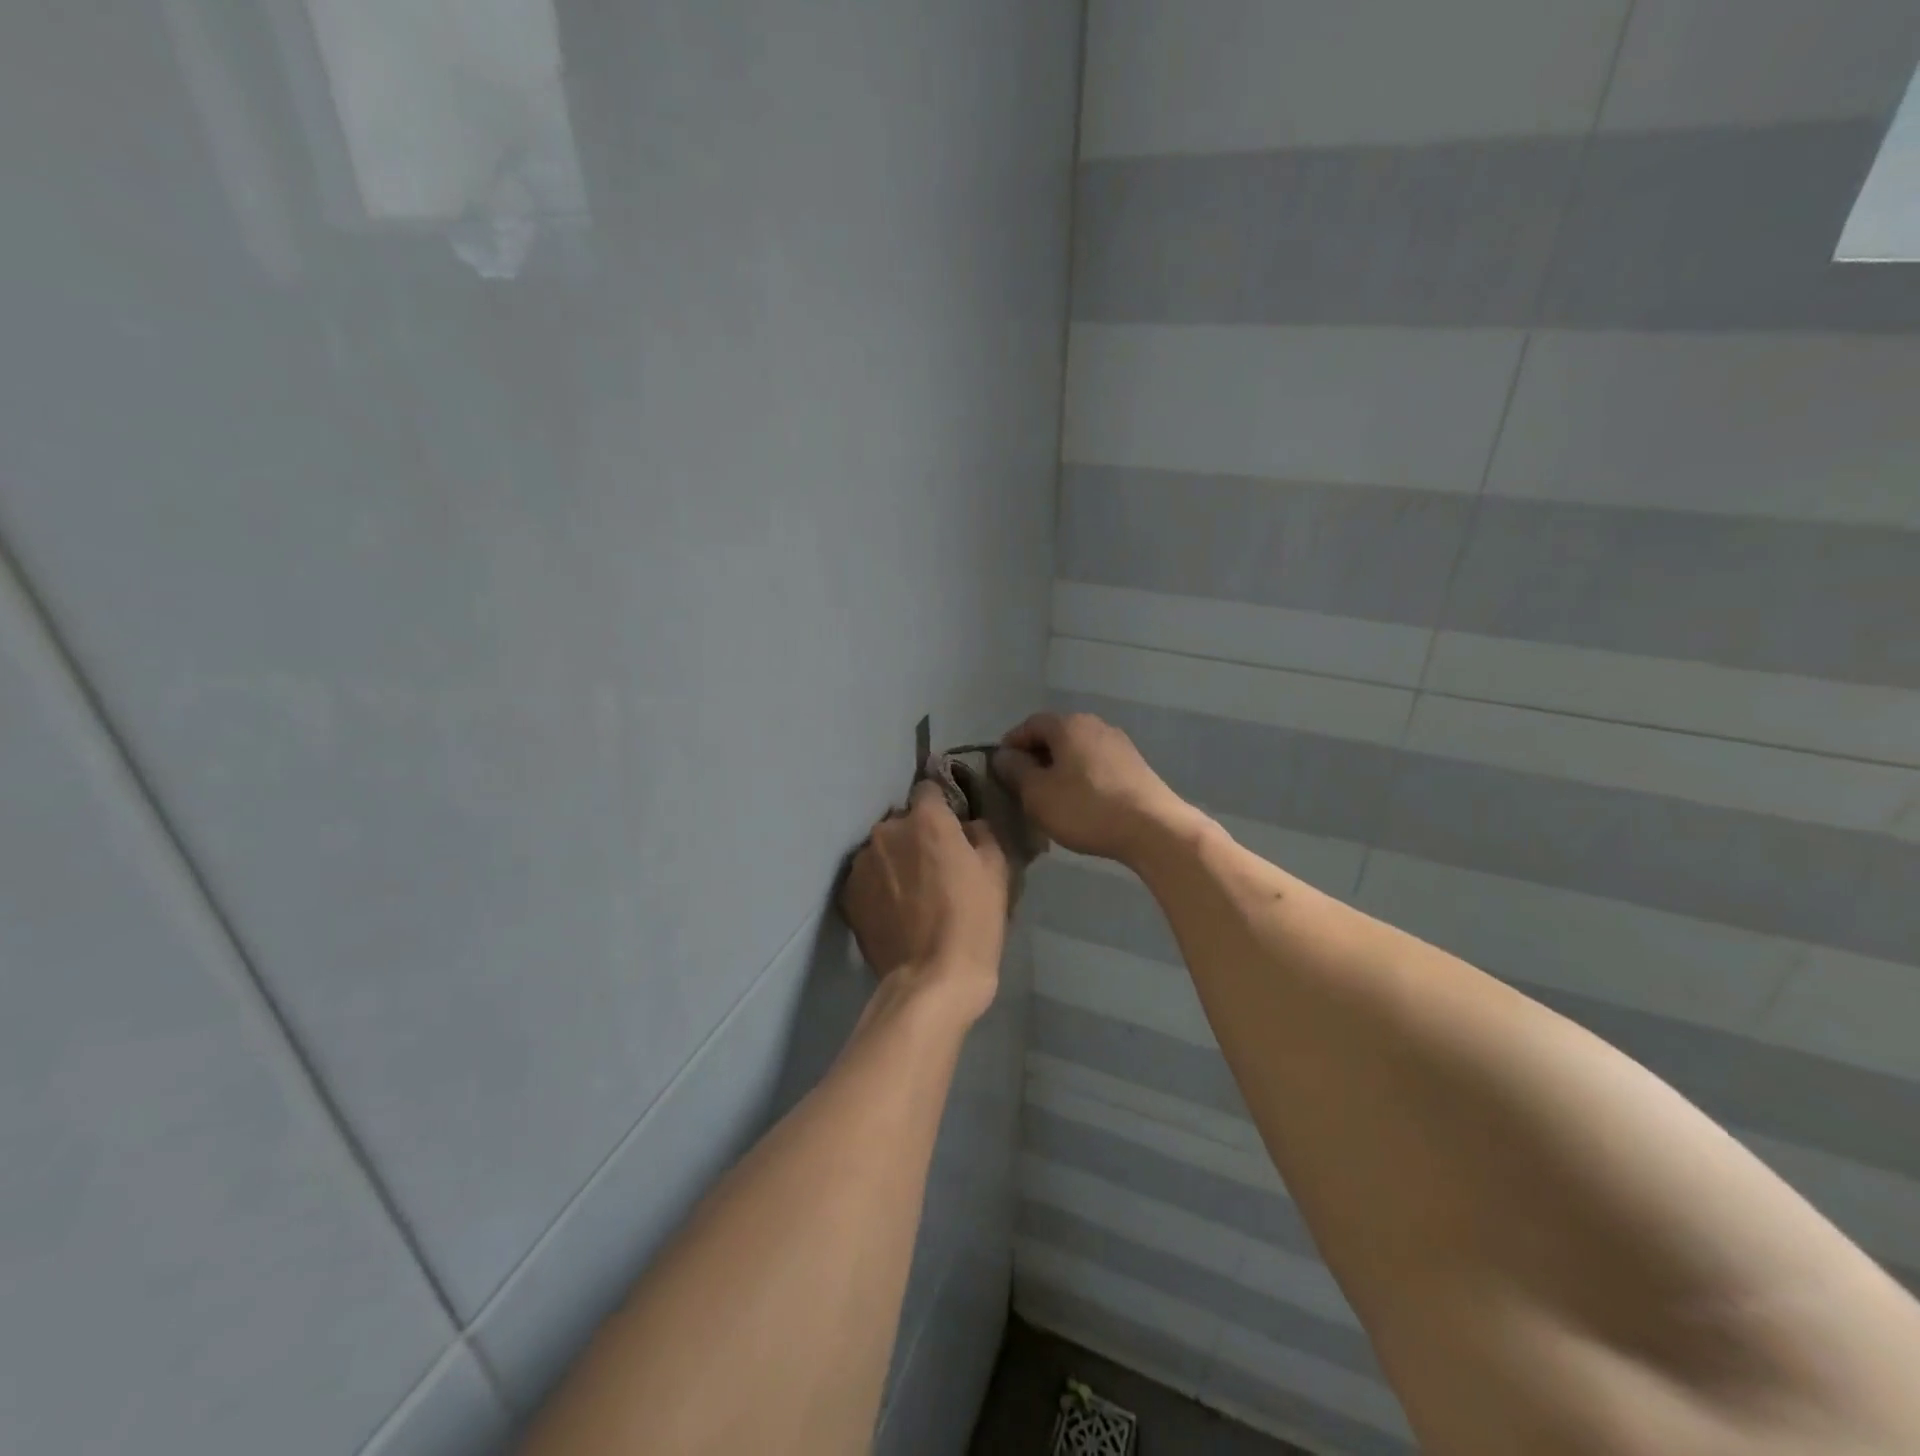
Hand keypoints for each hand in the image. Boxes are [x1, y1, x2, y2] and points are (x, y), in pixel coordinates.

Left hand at [840, 781, 1008, 1024]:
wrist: (931, 980)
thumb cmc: (972, 921)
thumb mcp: (997, 871)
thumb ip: (982, 833)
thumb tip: (968, 824)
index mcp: (926, 819)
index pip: (928, 788)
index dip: (942, 806)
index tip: (952, 827)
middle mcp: (887, 830)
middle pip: (903, 821)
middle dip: (916, 835)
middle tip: (935, 866)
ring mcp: (862, 862)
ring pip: (882, 848)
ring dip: (895, 860)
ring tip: (912, 894)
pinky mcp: (847, 893)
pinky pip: (867, 876)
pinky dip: (878, 885)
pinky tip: (894, 910)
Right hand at [992, 712, 1193, 865]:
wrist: (1153, 829)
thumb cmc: (1086, 808)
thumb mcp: (1037, 794)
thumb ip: (1015, 771)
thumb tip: (1003, 756)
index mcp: (1068, 725)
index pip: (1029, 725)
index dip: (1011, 745)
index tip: (1000, 770)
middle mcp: (1095, 724)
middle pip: (1055, 735)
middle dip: (1035, 757)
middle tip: (1022, 786)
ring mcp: (1119, 744)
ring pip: (1077, 751)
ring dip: (1059, 769)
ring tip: (1049, 797)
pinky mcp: (1135, 766)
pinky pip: (1096, 765)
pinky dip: (1081, 778)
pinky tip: (1079, 802)